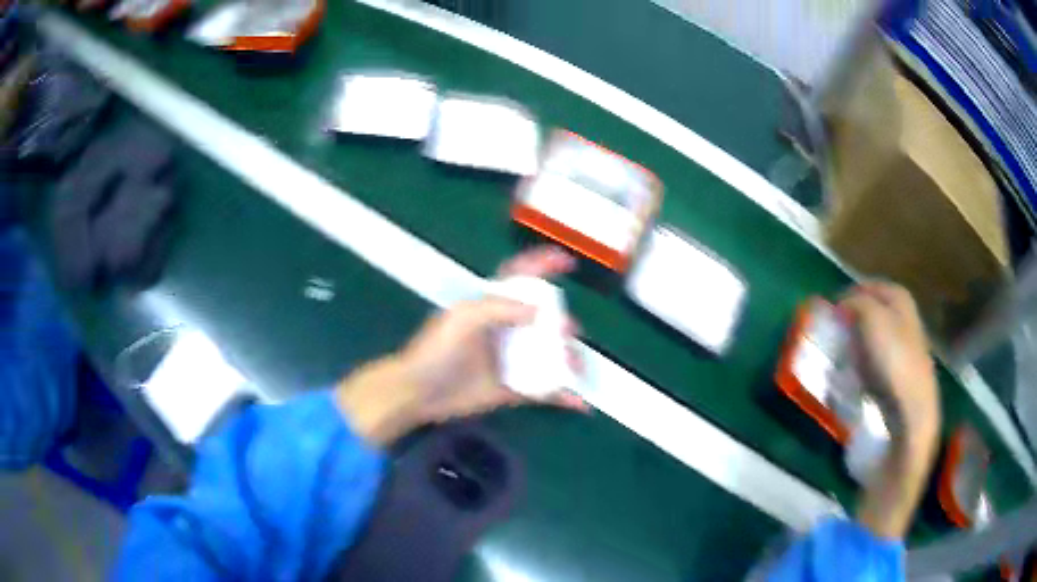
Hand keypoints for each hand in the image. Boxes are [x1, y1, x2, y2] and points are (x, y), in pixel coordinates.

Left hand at [336, 246, 585, 446]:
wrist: (419, 393)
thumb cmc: (436, 351)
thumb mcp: (463, 320)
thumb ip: (498, 308)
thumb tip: (539, 310)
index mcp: (492, 306)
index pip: (520, 277)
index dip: (542, 264)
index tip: (568, 262)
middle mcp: (507, 330)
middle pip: (545, 320)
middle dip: (563, 323)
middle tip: (566, 332)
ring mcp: (512, 361)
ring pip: (550, 355)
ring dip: (569, 360)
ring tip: (575, 369)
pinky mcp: (514, 389)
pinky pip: (544, 391)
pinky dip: (562, 396)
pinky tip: (578, 402)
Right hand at [839, 283, 940, 446]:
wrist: (911, 404)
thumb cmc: (893, 355)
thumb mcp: (871, 317)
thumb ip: (854, 302)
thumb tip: (841, 304)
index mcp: (898, 295)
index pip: (865, 286)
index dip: (846, 296)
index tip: (829, 314)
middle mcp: (904, 313)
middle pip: (870, 310)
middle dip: (851, 321)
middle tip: (833, 335)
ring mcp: (904, 342)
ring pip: (873, 334)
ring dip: (856, 344)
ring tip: (842, 356)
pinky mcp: (900, 368)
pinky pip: (876, 357)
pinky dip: (864, 363)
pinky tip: (857, 374)